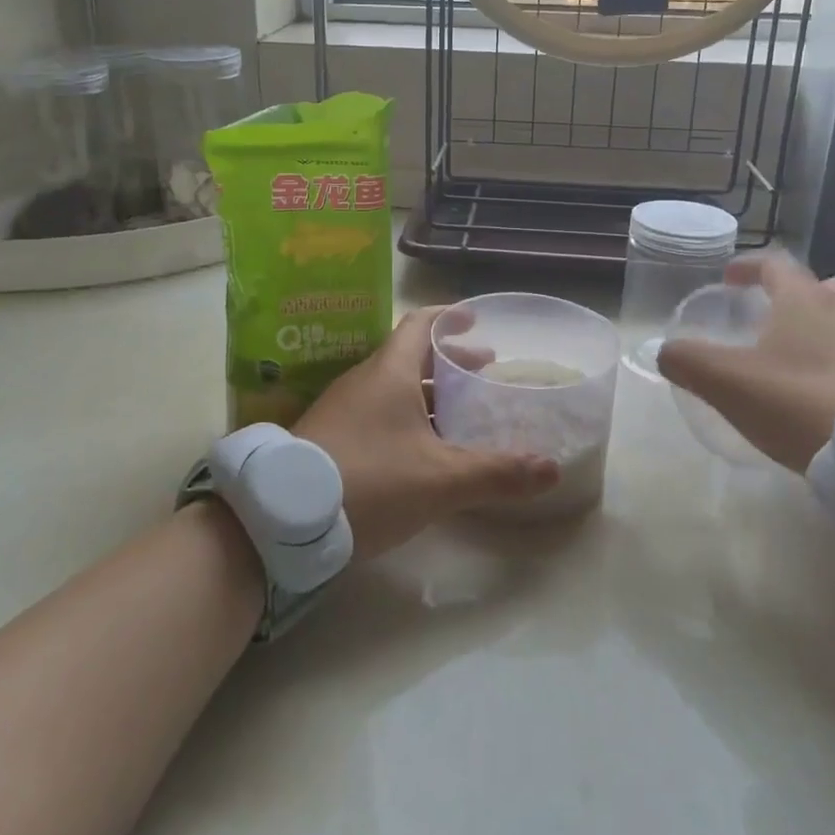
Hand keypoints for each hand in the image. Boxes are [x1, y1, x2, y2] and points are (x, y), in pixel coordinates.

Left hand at [293, 306, 560, 558]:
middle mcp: (364, 381)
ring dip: (427, 392)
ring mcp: (342, 408)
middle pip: (410, 356)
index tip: (475, 318)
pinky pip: (376, 413)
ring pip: (392, 387)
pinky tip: (420, 448)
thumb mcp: (440, 479)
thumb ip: (496, 473)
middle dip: (448, 361)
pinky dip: (405, 417)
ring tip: (458, 411)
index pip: (421, 324)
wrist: (283, 517)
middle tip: (483, 369)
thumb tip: (551, 469)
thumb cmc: (369, 480)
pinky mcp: (329, 437)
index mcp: (389, 372)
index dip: (449, 317)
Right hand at [656, 251, 834, 472]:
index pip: (775, 264)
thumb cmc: (803, 403)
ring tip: (808, 365)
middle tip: (779, 322)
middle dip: (800, 297)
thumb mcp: (729, 384)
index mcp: (807, 300)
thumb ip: (688, 362)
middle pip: (827, 287)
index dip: (749, 267)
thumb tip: (664, 350)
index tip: (730, 279)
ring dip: (831, 333)